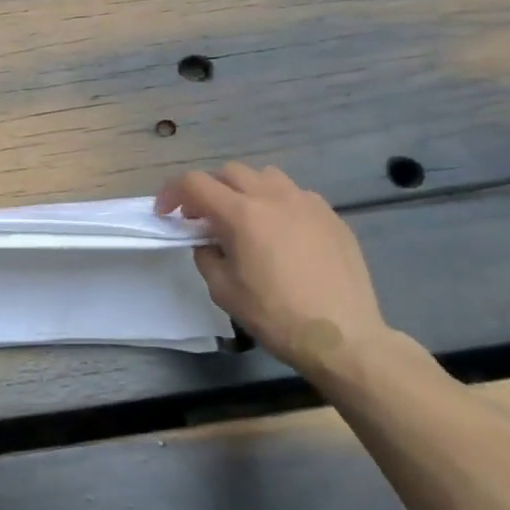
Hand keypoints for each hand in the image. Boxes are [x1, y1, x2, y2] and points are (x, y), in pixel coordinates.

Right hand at [155, 163, 390, 377]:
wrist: (343, 337)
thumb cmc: (275, 315)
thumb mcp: (223, 290)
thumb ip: (207, 256)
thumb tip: (208, 242)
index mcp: (241, 214)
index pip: (194, 183)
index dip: (172, 193)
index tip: (166, 213)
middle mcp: (273, 197)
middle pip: (229, 172)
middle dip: (208, 189)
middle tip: (202, 217)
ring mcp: (307, 203)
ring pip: (266, 176)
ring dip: (245, 190)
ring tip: (244, 218)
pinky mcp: (331, 216)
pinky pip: (296, 195)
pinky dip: (278, 204)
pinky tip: (281, 233)